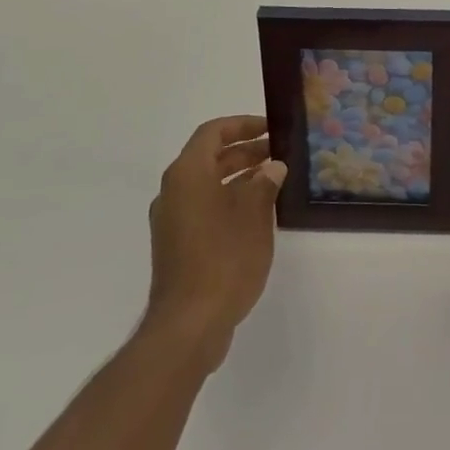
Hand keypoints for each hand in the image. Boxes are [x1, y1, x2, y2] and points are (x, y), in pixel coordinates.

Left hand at [145, 115, 285, 370]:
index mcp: (187, 174)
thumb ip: (264, 184)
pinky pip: (202, 207)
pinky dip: (228, 200)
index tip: (271, 128)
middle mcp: (173, 191)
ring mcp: (171, 220)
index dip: (243, 125)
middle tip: (278, 153)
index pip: (213, 132)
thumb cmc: (224, 259)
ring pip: (206, 184)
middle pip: (209, 157)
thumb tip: (272, 167)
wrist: (189, 325)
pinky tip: (256, 213)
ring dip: (238, 177)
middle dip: (244, 151)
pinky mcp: (175, 245)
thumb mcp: (254, 215)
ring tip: (273, 180)